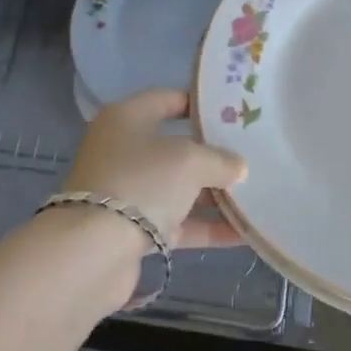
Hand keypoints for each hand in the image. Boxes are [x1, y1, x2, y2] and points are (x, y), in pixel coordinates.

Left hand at [60, 89, 246, 250]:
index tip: (233, 112)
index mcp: (127, 118)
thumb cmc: (142, 182)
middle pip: (175, 146)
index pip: (167, 99)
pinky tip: (243, 234)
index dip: (199, 104)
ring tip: (256, 196)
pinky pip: (177, 223)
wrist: (94, 251)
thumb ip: (219, 160)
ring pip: (177, 187)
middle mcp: (123, 150)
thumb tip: (238, 167)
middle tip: (252, 155)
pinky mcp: (132, 230)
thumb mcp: (189, 161)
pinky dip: (206, 227)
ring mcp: (127, 191)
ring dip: (213, 194)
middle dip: (212, 154)